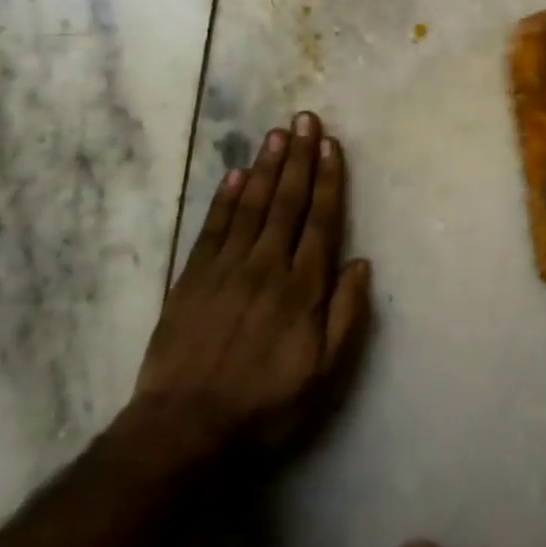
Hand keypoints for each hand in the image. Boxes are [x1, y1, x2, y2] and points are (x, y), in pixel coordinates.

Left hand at [131, 112, 372, 456]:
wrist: (184, 427)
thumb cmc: (264, 404)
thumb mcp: (322, 374)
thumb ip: (345, 315)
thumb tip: (361, 263)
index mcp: (301, 288)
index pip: (320, 221)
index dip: (327, 180)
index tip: (331, 145)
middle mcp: (266, 265)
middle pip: (287, 202)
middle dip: (299, 158)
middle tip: (305, 119)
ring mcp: (226, 267)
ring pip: (252, 205)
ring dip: (266, 167)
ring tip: (276, 133)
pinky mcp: (193, 276)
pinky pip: (213, 227)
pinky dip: (225, 198)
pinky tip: (236, 174)